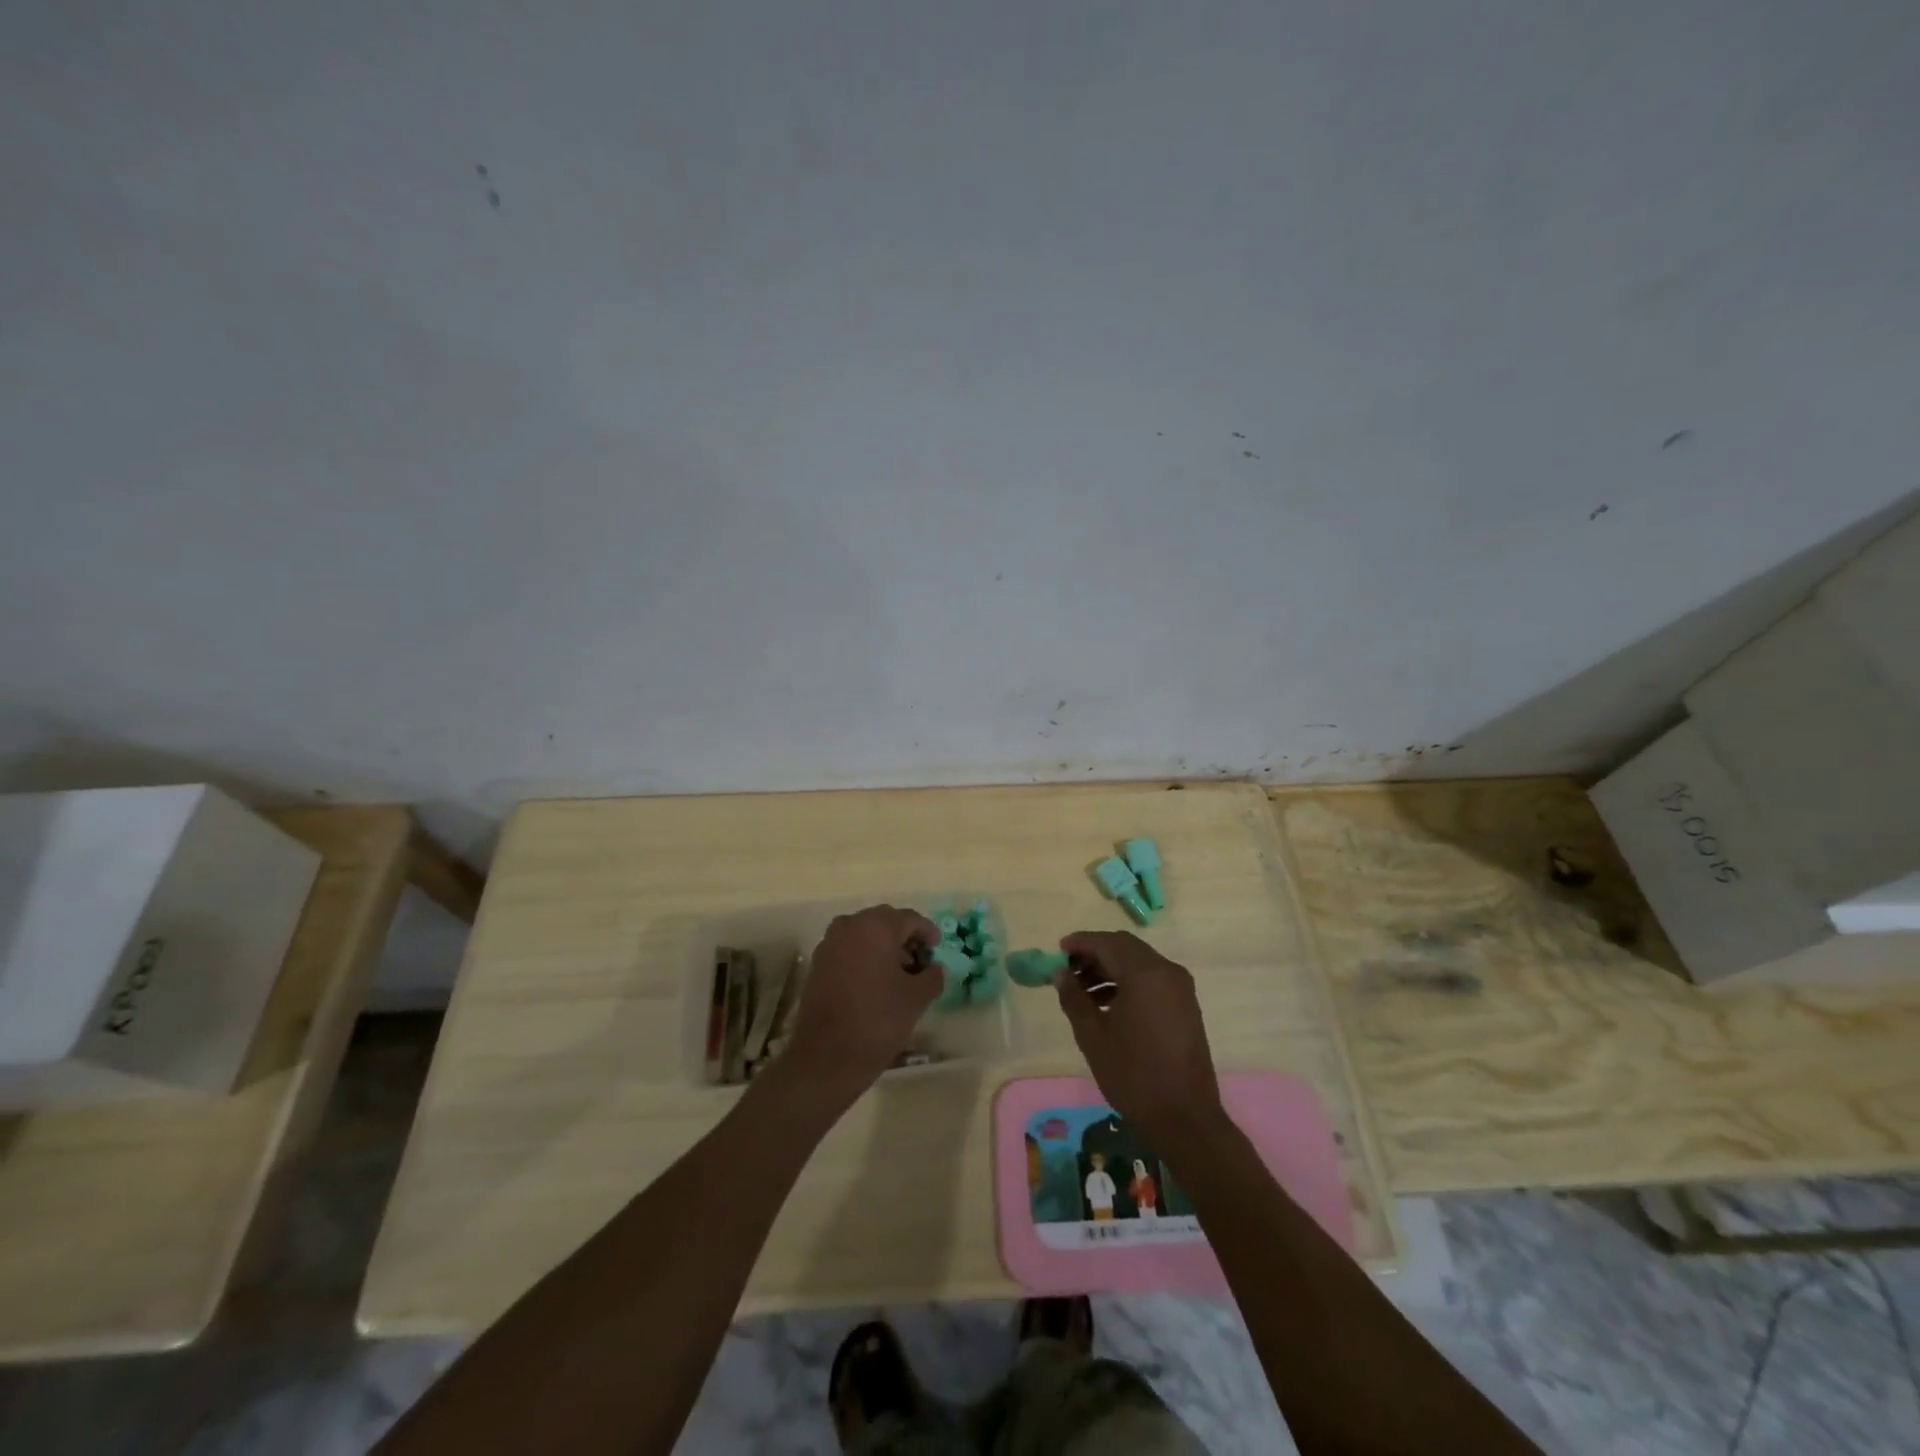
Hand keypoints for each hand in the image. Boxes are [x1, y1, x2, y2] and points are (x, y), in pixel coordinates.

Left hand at [784, 905, 941, 1099]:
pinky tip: (876, 982)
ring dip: (884, 947)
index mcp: (876, 926)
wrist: (826, 1056)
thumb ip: (932, 976)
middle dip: (905, 938)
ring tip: (899, 974)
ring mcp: (830, 943)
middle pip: (885, 922)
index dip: (928, 932)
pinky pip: (848, 948)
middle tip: (920, 961)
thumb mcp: (917, 998)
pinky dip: (865, 957)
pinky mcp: (818, 963)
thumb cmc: (878, 1020)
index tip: (937, 949)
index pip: (910, 919)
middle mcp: (850, 925)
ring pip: (865, 934)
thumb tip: (934, 968)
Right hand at [1054, 931, 1225, 1143]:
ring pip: (1139, 962)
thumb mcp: (1093, 1036)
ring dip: (1110, 969)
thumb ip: (1074, 998)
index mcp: (1145, 974)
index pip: (1107, 942)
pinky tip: (1108, 1005)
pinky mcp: (1185, 1005)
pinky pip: (1152, 979)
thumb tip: (1060, 973)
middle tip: (1069, 971)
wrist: (1185, 1118)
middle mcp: (1167, 971)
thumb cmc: (1133, 1075)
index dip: (1081, 942)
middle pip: (1125, 947)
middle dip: (1095, 954)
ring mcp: (1180, 988)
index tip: (1058, 950)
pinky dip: (1128, 982)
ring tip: (1083, 992)